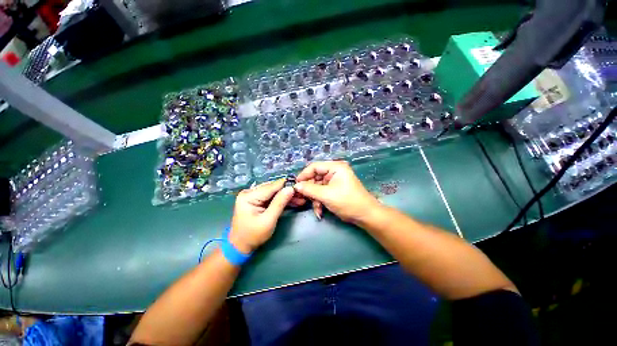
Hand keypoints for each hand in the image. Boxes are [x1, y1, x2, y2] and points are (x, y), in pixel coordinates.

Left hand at [229, 179, 295, 252]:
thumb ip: (279, 203)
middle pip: (273, 188)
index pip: (271, 187)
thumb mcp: (268, 220)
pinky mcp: (257, 200)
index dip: (287, 185)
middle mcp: (250, 192)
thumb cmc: (253, 235)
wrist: (240, 246)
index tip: (300, 187)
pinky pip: (272, 196)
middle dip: (288, 191)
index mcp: (249, 196)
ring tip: (300, 199)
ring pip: (274, 192)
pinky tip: (293, 201)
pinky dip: (282, 199)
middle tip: (302, 195)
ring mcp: (253, 195)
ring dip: (286, 195)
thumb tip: (291, 188)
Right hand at [294, 161, 380, 223]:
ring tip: (316, 209)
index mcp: (335, 167)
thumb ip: (309, 189)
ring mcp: (335, 181)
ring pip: (317, 187)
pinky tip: (320, 211)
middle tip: (302, 199)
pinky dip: (320, 201)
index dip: (304, 175)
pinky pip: (322, 193)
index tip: (295, 185)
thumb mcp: (326, 195)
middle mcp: (334, 172)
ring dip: (315, 199)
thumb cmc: (347, 202)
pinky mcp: (335, 190)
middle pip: (315, 178)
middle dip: (310, 191)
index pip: (314, 166)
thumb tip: (295, 186)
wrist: (365, 216)